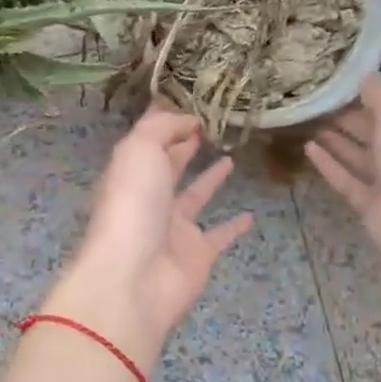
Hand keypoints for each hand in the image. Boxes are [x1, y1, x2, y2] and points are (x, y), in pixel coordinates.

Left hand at [46, 111, 253, 368]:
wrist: (134, 278)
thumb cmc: (133, 204)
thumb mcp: (140, 149)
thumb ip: (163, 127)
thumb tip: (187, 119)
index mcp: (130, 170)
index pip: (149, 139)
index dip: (168, 120)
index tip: (195, 102)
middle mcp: (149, 196)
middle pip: (168, 165)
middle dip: (185, 145)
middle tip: (214, 125)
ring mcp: (172, 227)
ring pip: (194, 196)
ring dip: (210, 178)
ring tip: (231, 156)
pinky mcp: (196, 254)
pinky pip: (219, 235)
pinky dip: (234, 226)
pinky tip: (250, 215)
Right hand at [307, 74, 380, 280]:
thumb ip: (379, 93)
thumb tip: (365, 74)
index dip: (380, 92)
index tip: (349, 80)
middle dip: (354, 116)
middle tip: (323, 100)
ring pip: (363, 156)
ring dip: (339, 140)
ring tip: (311, 121)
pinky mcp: (372, 204)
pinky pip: (348, 179)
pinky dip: (330, 164)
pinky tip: (308, 148)